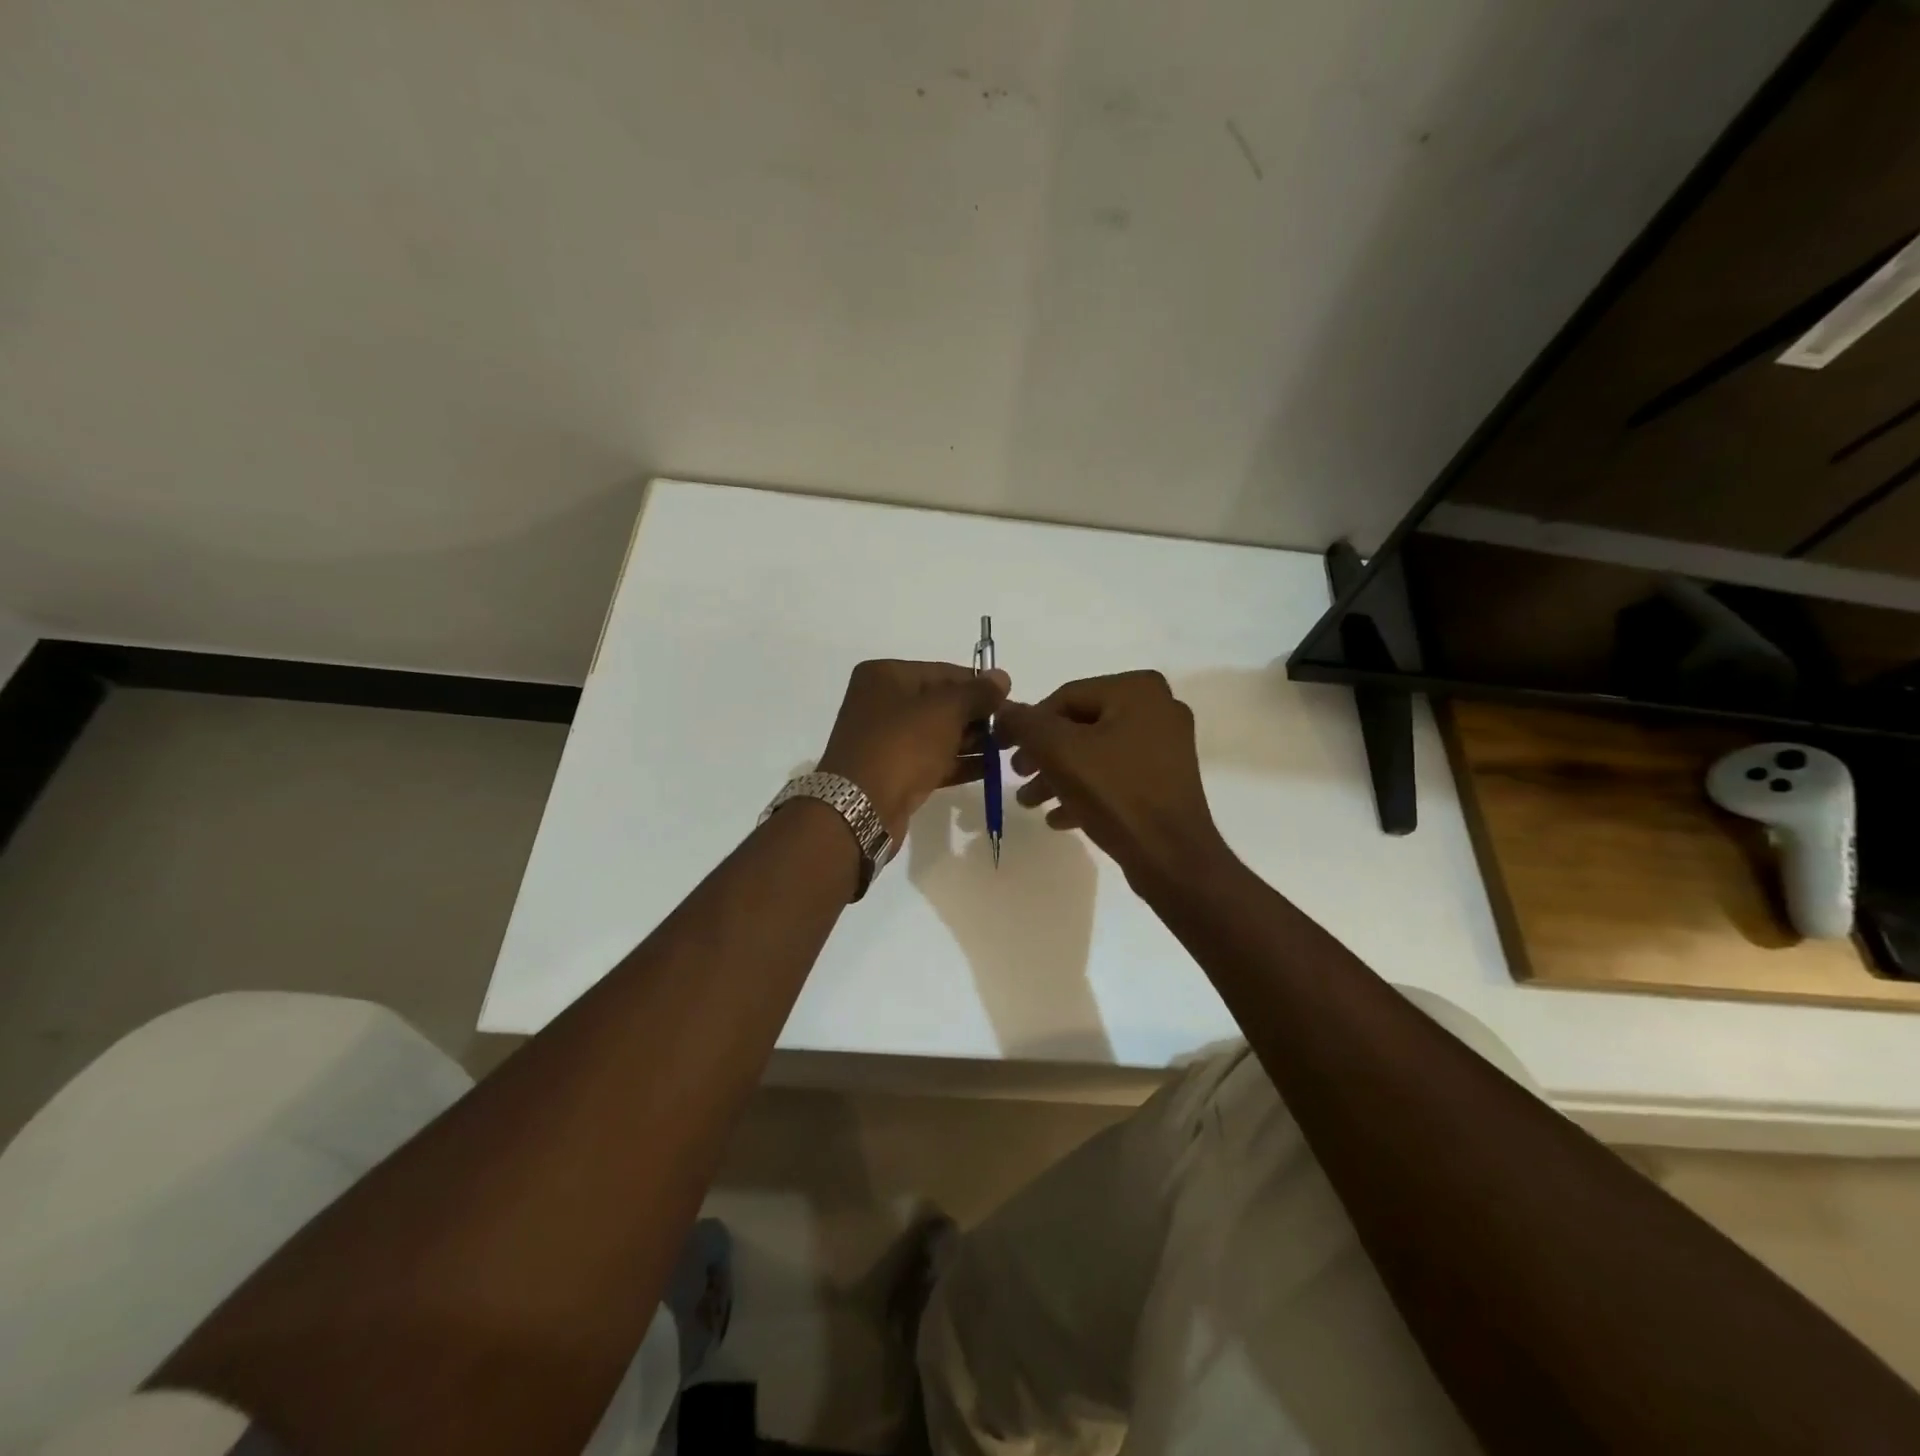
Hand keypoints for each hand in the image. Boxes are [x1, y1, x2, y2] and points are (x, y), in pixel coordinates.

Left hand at [817, 660, 1011, 838]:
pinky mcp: (893, 772)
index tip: (1011, 700)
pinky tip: (990, 768)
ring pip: (938, 733)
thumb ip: (976, 693)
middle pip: (941, 703)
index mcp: (885, 676)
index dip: (979, 685)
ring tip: (1009, 748)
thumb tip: (1002, 677)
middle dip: (978, 715)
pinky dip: (959, 762)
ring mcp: (886, 740)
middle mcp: (882, 703)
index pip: (943, 672)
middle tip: (1014, 728)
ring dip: (973, 740)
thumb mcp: (945, 711)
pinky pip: (932, 760)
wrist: (861, 807)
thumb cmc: (902, 745)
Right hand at [997, 670, 1230, 887]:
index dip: (1028, 723)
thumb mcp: (1058, 751)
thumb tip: (1004, 710)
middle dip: (1044, 754)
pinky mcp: (1167, 780)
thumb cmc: (1115, 793)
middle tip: (1018, 777)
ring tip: (1031, 803)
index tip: (1003, 750)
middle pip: (1081, 726)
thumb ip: (1025, 724)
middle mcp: (1157, 709)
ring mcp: (1166, 746)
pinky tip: (1059, 818)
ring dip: (1059, 776)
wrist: (1171, 856)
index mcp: (1137, 689)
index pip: (1065, 697)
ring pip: (1096, 753)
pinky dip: (1086, 791)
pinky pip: (1116, 776)